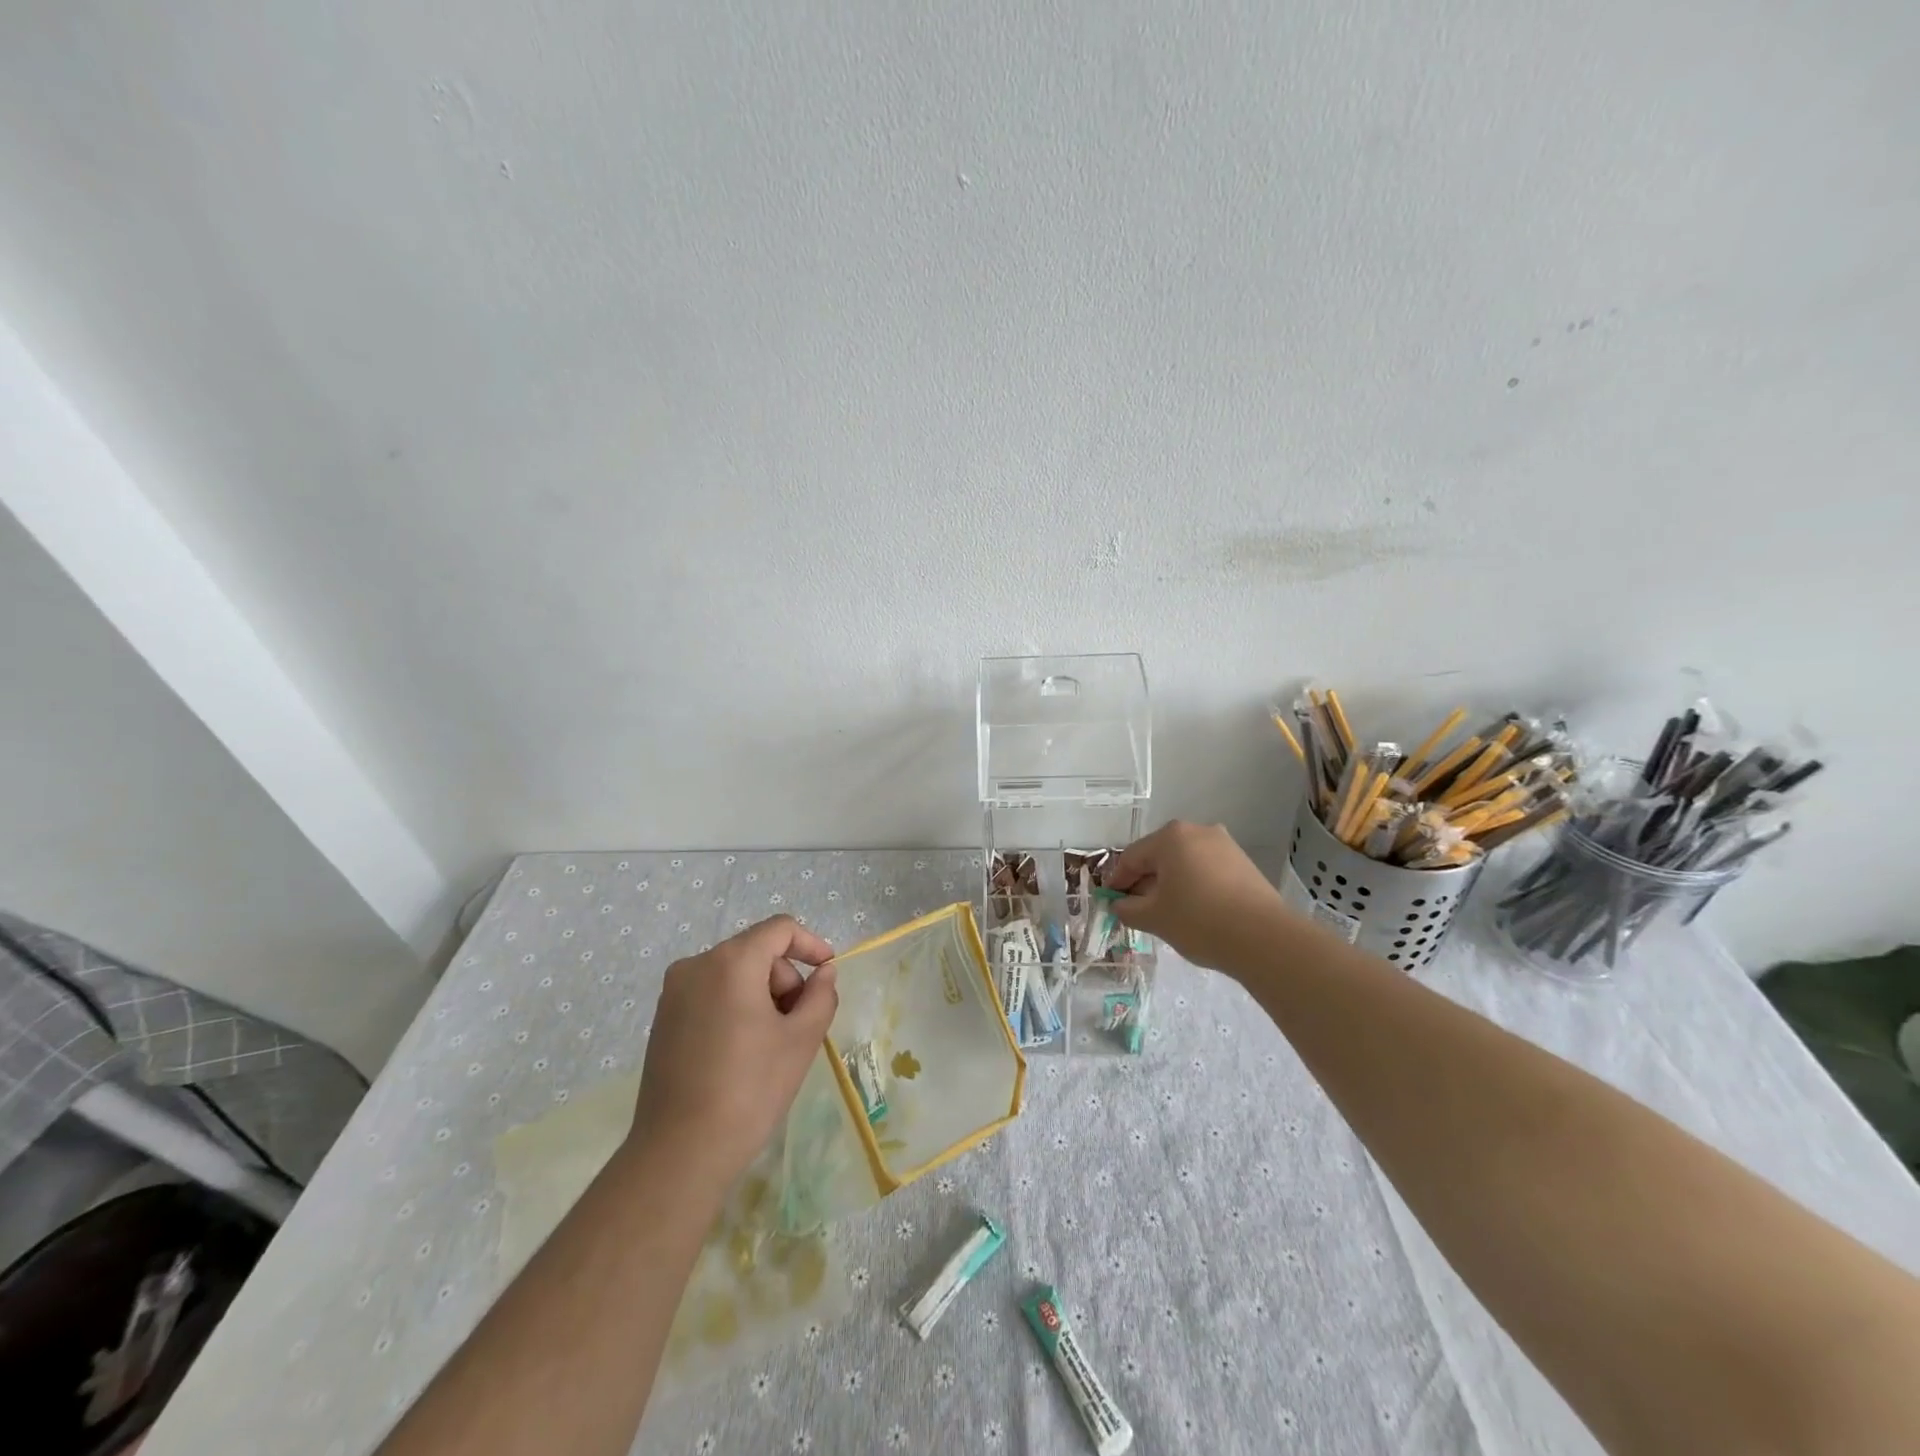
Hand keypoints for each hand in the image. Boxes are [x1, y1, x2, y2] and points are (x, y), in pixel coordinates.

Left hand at [625, 916, 838, 1194]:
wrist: (680, 1153)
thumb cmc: (750, 1089)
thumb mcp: (801, 1040)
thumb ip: (821, 995)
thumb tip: (823, 973)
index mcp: (730, 962)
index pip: (779, 929)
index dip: (811, 944)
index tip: (828, 972)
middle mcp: (696, 965)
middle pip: (756, 951)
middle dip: (785, 979)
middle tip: (798, 1024)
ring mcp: (673, 993)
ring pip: (734, 974)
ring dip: (762, 996)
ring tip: (772, 1044)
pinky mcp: (663, 1020)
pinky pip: (711, 994)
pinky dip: (736, 1008)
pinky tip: (743, 1052)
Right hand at [1105, 821, 1289, 972]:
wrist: (1264, 939)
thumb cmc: (1198, 920)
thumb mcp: (1153, 918)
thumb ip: (1128, 909)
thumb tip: (1119, 904)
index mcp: (1171, 837)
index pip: (1132, 857)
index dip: (1117, 880)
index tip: (1111, 901)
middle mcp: (1198, 831)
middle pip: (1159, 856)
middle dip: (1145, 882)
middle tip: (1137, 910)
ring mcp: (1225, 846)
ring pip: (1185, 863)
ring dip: (1170, 885)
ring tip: (1166, 914)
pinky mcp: (1244, 864)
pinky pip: (1207, 871)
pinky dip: (1194, 887)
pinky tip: (1194, 913)